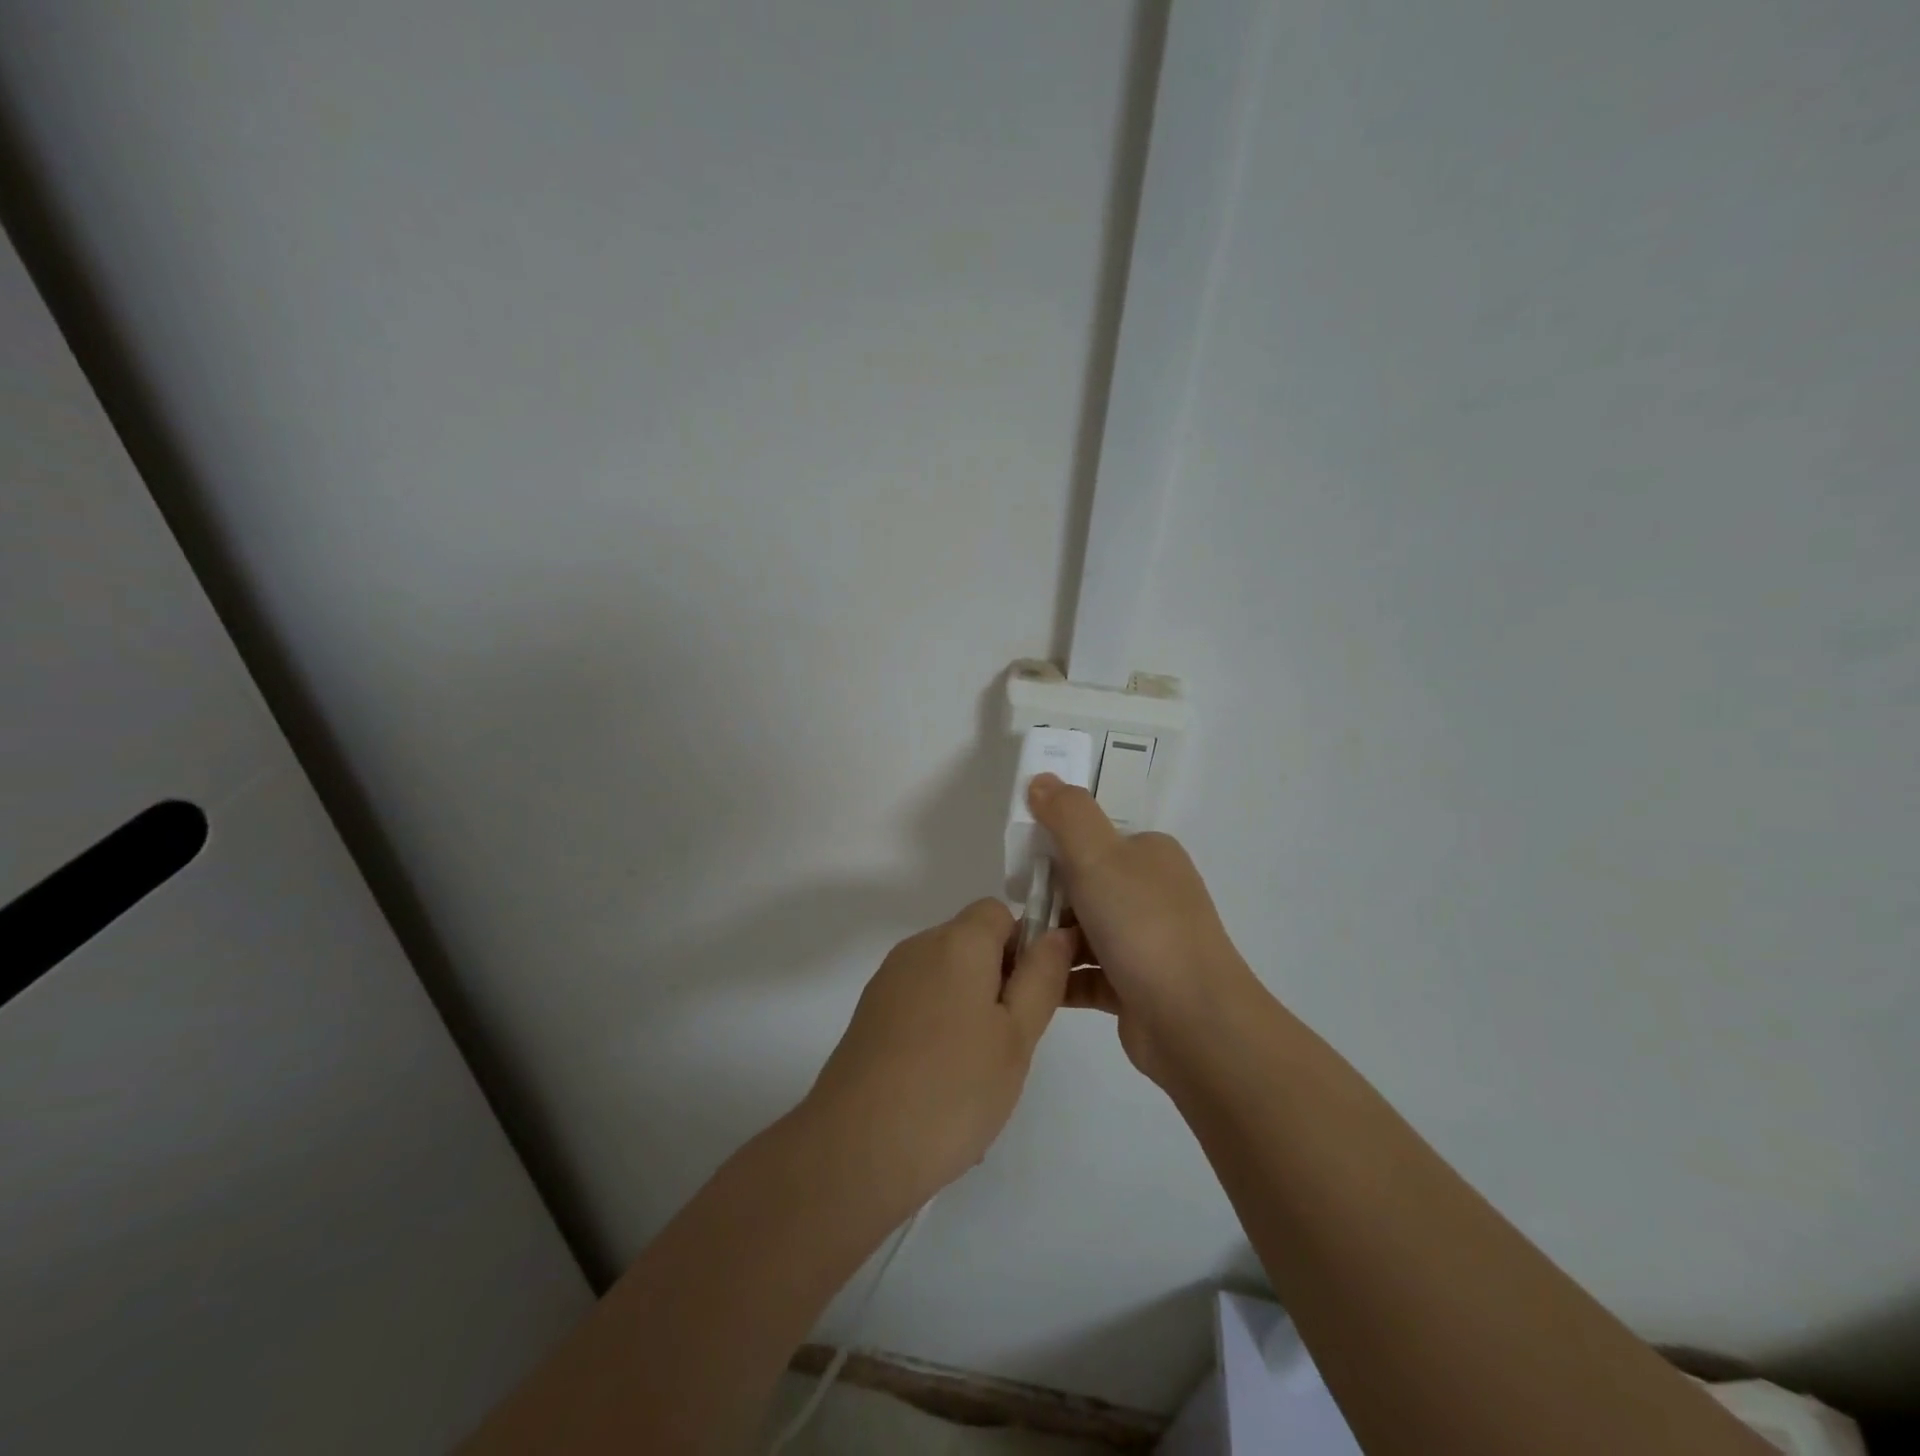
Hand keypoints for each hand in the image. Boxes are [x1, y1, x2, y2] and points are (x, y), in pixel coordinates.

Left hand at [802, 899, 1074, 1212]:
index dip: (1023, 945)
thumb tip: (1057, 933)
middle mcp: (917, 948)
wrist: (856, 1148)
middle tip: (1010, 1043)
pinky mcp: (870, 1015)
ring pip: (946, 978)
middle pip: (971, 944)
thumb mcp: (1016, 1035)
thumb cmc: (953, 1088)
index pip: (998, 912)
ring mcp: (888, 982)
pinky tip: (941, 1085)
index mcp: (956, 942)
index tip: (1030, 998)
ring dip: (970, 1009)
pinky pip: (920, 1005)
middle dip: (998, 982)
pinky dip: (938, 1029)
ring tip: (976, 1074)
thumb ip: (1041, 977)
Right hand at [1028, 773, 1258, 1087]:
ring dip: (1051, 942)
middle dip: (1048, 901)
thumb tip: (1041, 779)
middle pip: (1085, 886)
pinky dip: (1062, 978)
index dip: (1055, 850)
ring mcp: (1148, 942)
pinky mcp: (1138, 987)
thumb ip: (1066, 814)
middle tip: (1018, 917)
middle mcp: (1153, 894)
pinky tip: (1033, 984)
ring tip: (1017, 955)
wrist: (1193, 1021)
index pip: (1094, 840)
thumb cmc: (1143, 926)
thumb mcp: (1098, 856)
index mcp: (1150, 855)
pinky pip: (1088, 975)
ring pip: (1084, 933)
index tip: (1022, 871)